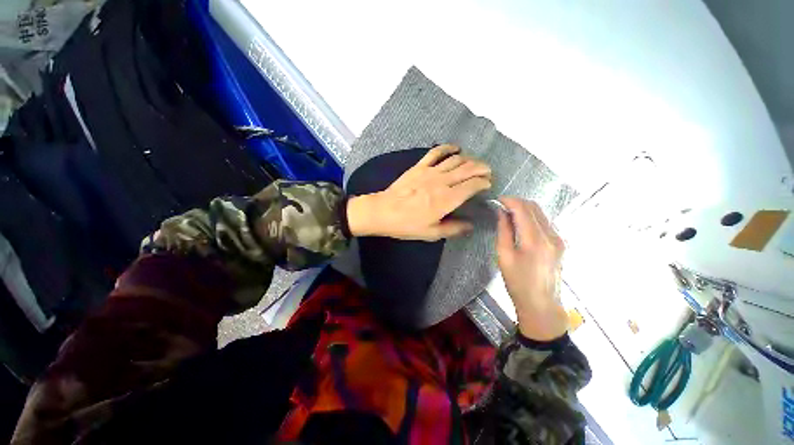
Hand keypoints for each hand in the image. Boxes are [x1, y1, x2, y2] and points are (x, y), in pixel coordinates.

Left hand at [347, 145, 490, 240]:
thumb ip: (453, 229)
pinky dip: (448, 148)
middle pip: (468, 169)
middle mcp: (442, 182)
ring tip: (474, 163)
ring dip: (469, 159)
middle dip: (482, 168)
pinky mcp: (419, 166)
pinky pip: (436, 152)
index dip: (483, 183)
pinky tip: (456, 149)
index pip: (472, 185)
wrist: (383, 211)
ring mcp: (430, 171)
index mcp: (447, 199)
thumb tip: (471, 225)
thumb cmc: (407, 225)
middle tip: (487, 171)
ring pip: (456, 159)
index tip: (488, 185)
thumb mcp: (431, 233)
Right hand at [496, 197, 568, 340]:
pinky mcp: (560, 243)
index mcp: (535, 240)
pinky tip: (521, 225)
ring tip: (508, 215)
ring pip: (541, 213)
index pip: (523, 209)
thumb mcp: (504, 256)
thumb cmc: (517, 282)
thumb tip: (501, 212)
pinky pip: (544, 222)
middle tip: (500, 207)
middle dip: (516, 202)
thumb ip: (504, 231)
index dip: (509, 201)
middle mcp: (551, 235)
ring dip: (524, 209)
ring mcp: (559, 239)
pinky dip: (531, 218)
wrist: (541, 304)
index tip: (496, 200)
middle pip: (534, 207)